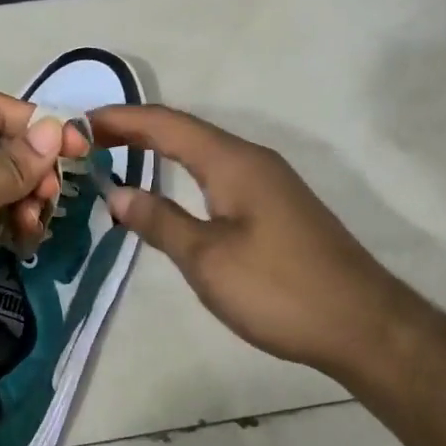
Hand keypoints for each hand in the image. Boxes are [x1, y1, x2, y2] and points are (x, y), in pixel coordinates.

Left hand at [0, 93, 75, 387]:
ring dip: (26, 196)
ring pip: (0, 180)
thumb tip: (56, 129)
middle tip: (53, 195)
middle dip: (31, 166)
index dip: (35, 123)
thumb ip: (14, 161)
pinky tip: (25, 238)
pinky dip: (13, 219)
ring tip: (35, 223)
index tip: (79, 147)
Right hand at [92, 105, 420, 382]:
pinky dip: (184, 172)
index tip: (81, 121)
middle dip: (136, 130)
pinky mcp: (277, 208)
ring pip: (204, 153)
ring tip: (118, 156)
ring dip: (160, 150)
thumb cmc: (279, 289)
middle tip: (89, 140)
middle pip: (185, 131)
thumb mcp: (208, 259)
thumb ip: (160, 221)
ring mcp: (269, 184)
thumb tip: (117, 192)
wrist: (364, 326)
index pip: (167, 125)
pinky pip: (219, 174)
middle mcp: (252, 161)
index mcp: (233, 162)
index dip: (123, 119)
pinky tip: (171, 190)